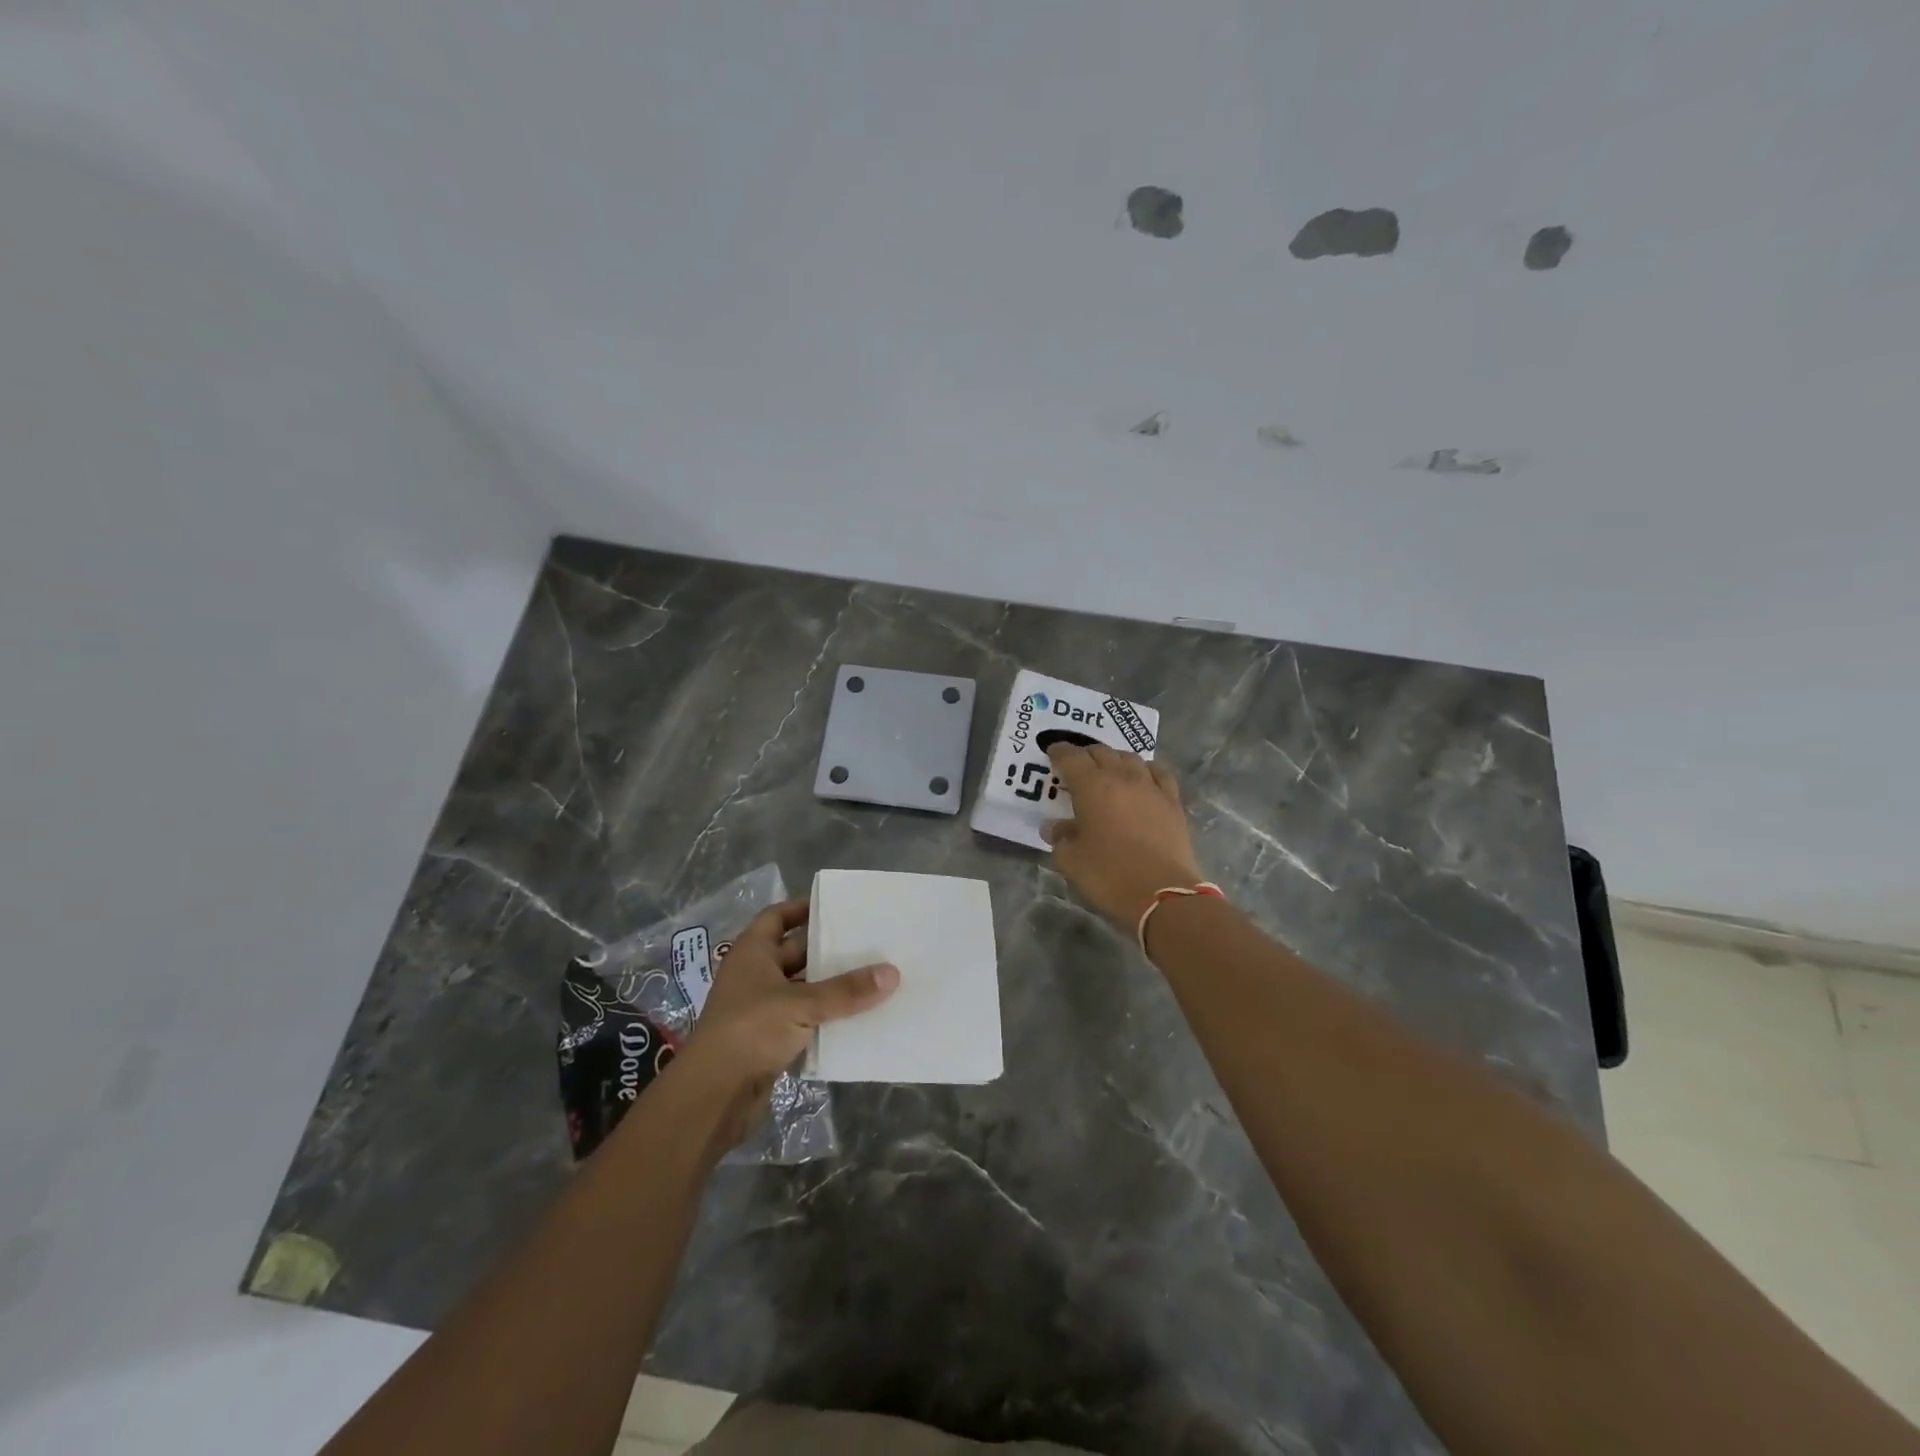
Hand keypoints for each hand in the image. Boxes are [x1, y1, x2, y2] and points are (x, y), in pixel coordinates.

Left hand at [674, 898, 897, 1142]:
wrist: (713, 1096)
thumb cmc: (750, 1031)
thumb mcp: (802, 1004)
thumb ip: (847, 990)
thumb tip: (893, 972)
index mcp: (752, 953)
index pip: (777, 917)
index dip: (802, 908)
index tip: (836, 906)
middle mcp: (754, 975)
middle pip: (794, 952)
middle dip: (827, 949)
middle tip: (868, 941)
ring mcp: (761, 1009)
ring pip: (802, 988)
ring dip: (830, 986)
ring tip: (872, 977)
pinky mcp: (769, 1040)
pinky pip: (804, 1020)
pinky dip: (826, 1017)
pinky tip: (857, 1016)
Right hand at [1043, 744, 1204, 926]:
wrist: (1163, 894)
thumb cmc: (1109, 876)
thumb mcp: (1072, 861)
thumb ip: (1060, 839)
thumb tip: (1054, 828)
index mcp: (1091, 787)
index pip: (1071, 757)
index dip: (1059, 752)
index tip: (1052, 752)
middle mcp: (1121, 778)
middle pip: (1101, 752)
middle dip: (1085, 755)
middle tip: (1077, 766)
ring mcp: (1150, 787)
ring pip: (1130, 758)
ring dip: (1115, 759)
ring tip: (1108, 770)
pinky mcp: (1172, 802)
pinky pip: (1158, 773)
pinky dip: (1146, 770)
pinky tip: (1143, 778)